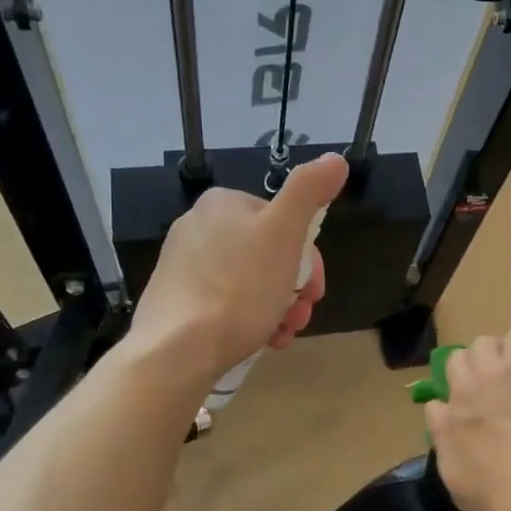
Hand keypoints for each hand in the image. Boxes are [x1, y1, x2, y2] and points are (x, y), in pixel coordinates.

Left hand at [125, 154, 348, 382]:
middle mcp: (198, 226)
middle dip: (293, 287)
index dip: (308, 258)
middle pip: (268, 254)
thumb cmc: (239, 288)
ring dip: (278, 307)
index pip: (283, 221)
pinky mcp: (175, 300)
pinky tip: (261, 340)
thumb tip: (335, 159)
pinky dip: (250, 319)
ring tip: (283, 334)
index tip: (314, 290)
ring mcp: (182, 265)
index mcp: (223, 204)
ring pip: (250, 281)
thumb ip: (309, 191)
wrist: (177, 351)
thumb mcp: (284, 233)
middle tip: (301, 316)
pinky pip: (225, 303)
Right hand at [424, 329, 510, 510]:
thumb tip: (447, 439)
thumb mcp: (460, 490)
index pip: (434, 405)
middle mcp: (462, 393)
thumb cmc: (501, 501)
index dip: (449, 410)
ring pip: (482, 342)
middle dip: (469, 371)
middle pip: (454, 361)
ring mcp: (493, 374)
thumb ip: (450, 456)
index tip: (463, 420)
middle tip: (489, 388)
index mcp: (445, 426)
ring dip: (494, 354)